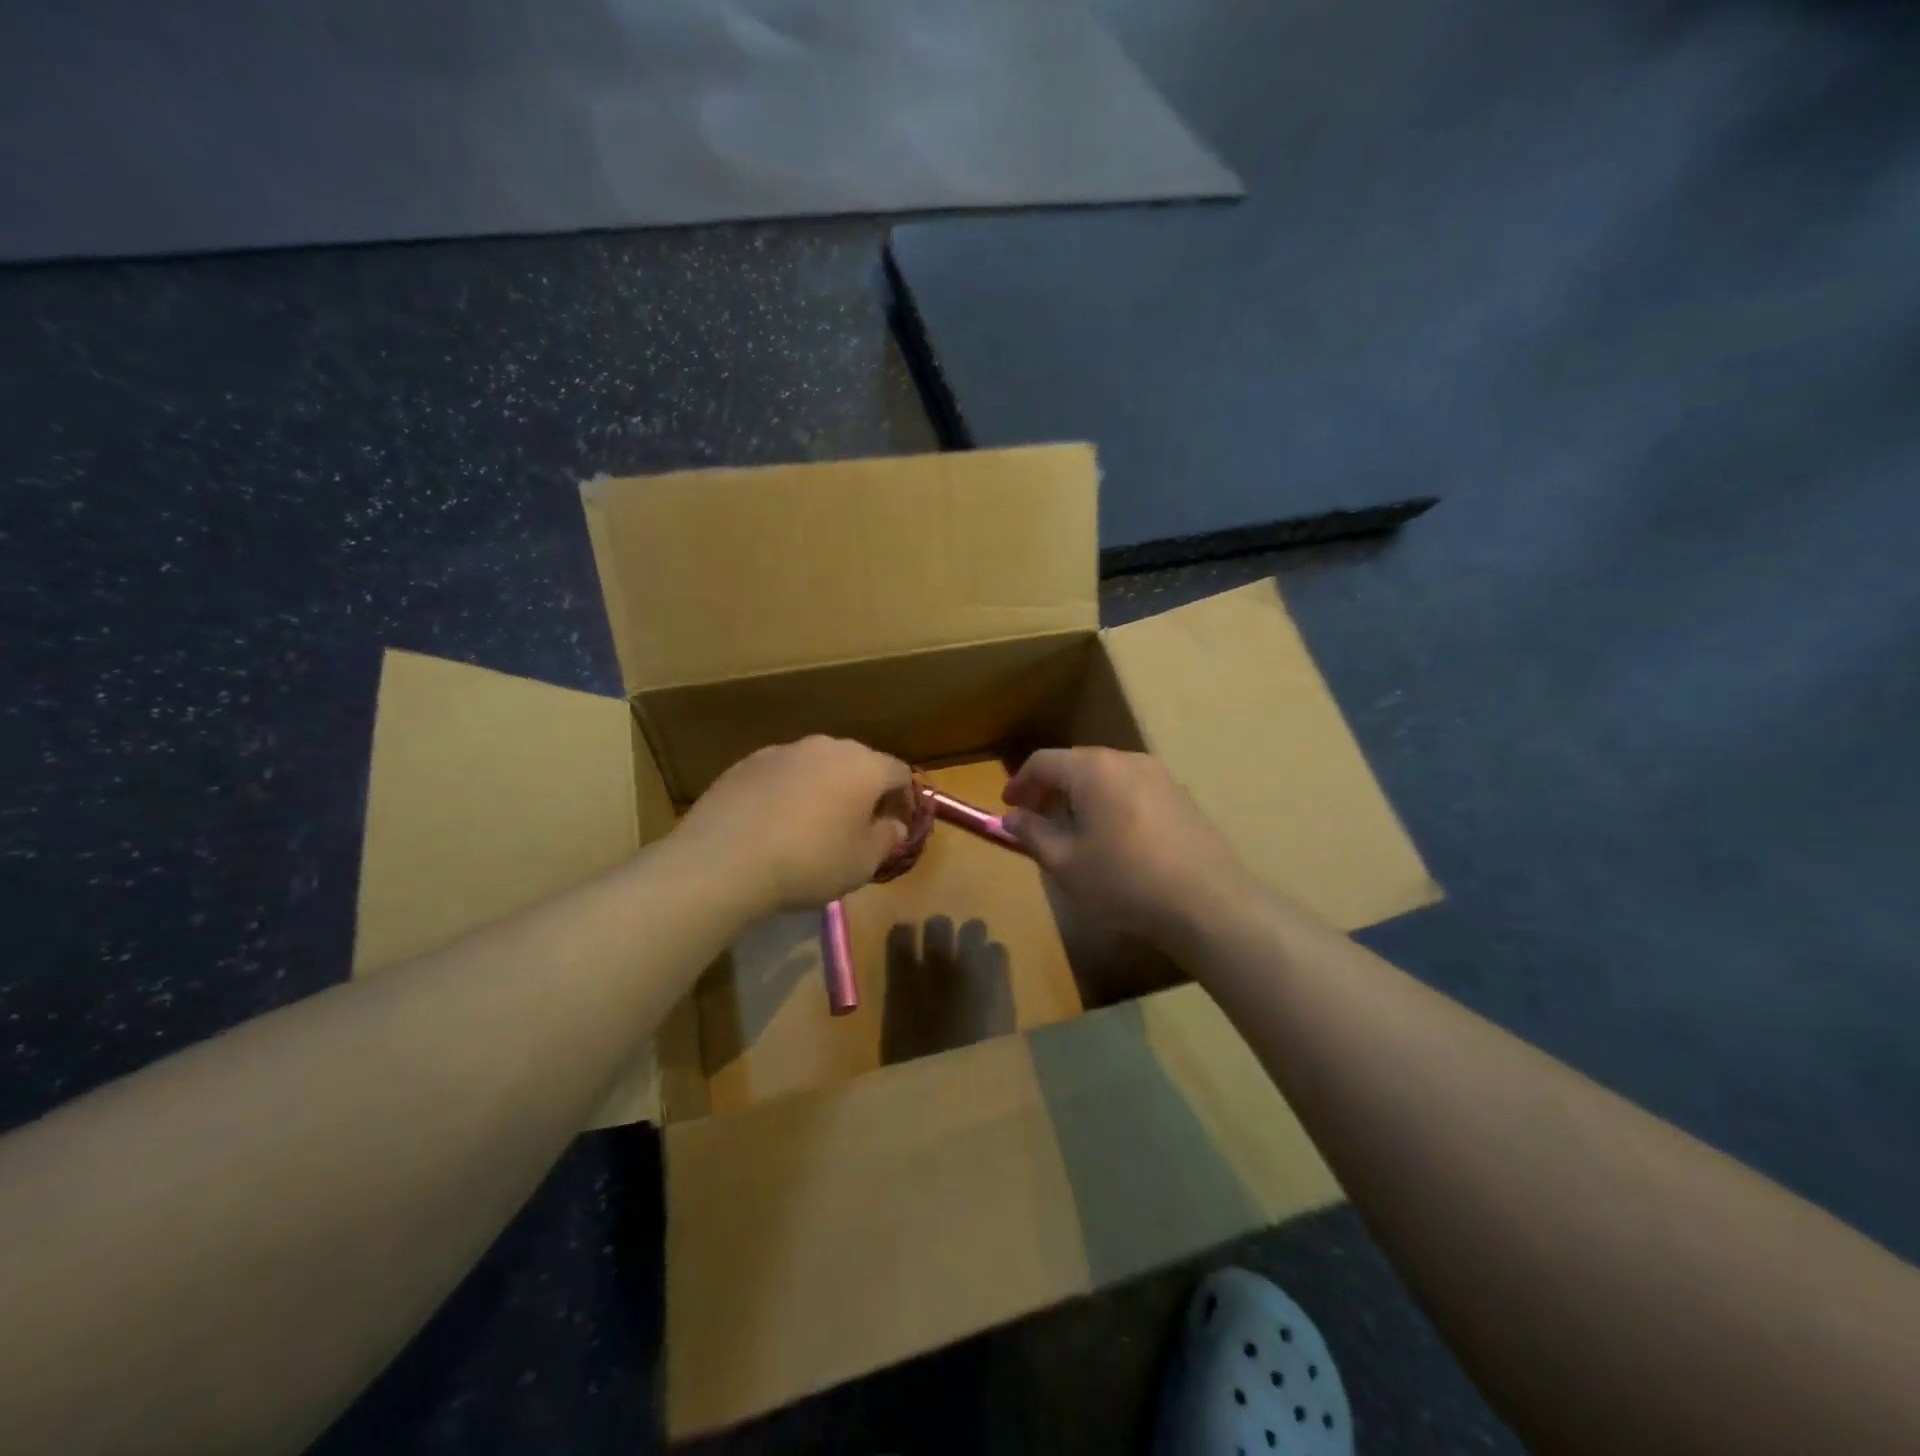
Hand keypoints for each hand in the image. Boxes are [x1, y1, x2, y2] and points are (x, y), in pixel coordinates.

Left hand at [676, 736, 912, 913]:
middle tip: (858, 827)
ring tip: (813, 825)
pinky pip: (783, 774)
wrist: (725, 859)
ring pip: (818, 766)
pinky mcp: (748, 762)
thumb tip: (893, 824)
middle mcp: (828, 746)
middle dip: (865, 791)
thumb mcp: (863, 863)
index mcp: (864, 766)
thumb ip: (888, 838)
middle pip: (859, 763)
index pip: (900, 773)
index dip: (905, 800)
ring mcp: (784, 750)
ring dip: (825, 789)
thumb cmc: (810, 862)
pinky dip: (789, 792)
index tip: (898, 828)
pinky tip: (775, 824)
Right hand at [1001, 748, 1260, 951]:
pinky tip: (1112, 836)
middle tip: (1035, 817)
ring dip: (1081, 794)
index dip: (1020, 782)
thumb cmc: (1124, 880)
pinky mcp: (1180, 796)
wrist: (1207, 902)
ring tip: (1071, 828)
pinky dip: (1110, 802)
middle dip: (1050, 787)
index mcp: (1093, 769)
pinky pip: (1132, 788)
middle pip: (1077, 763)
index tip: (1008, 806)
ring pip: (1107, 775)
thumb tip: (1012, 818)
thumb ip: (1032, 834)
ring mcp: (1159, 775)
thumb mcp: (1065, 862)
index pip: (1044, 761)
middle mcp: (1126, 760)